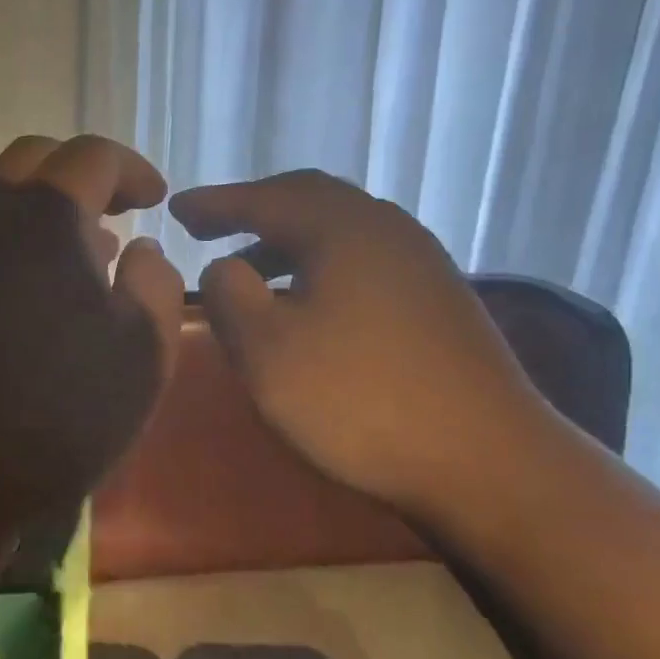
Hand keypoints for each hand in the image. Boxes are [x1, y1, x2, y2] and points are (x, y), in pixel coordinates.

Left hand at [0, 135, 184, 538]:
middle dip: (84, 174)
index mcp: (44, 218)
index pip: (90, 155)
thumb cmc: (59, 413)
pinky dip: (22, 245)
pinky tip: (47, 296)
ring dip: (49, 211)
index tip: (158, 198)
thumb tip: (142, 250)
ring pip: (2, 201)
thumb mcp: (142, 352)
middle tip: (120, 210)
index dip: (132, 169)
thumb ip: (155, 283)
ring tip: (93, 253)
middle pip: (34, 161)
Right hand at [170, 169, 556, 525]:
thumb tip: (223, 267)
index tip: (173, 207)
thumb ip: (229, 295)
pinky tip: (306, 300)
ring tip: (248, 265)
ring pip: (339, 229)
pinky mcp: (437, 299)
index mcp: (342, 229)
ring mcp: (420, 262)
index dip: (214, 202)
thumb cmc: (358, 400)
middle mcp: (386, 229)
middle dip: (253, 208)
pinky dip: (319, 263)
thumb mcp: (266, 350)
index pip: (264, 198)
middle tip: (209, 225)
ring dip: (286, 238)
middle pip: (308, 198)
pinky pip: (362, 258)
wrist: (485, 460)